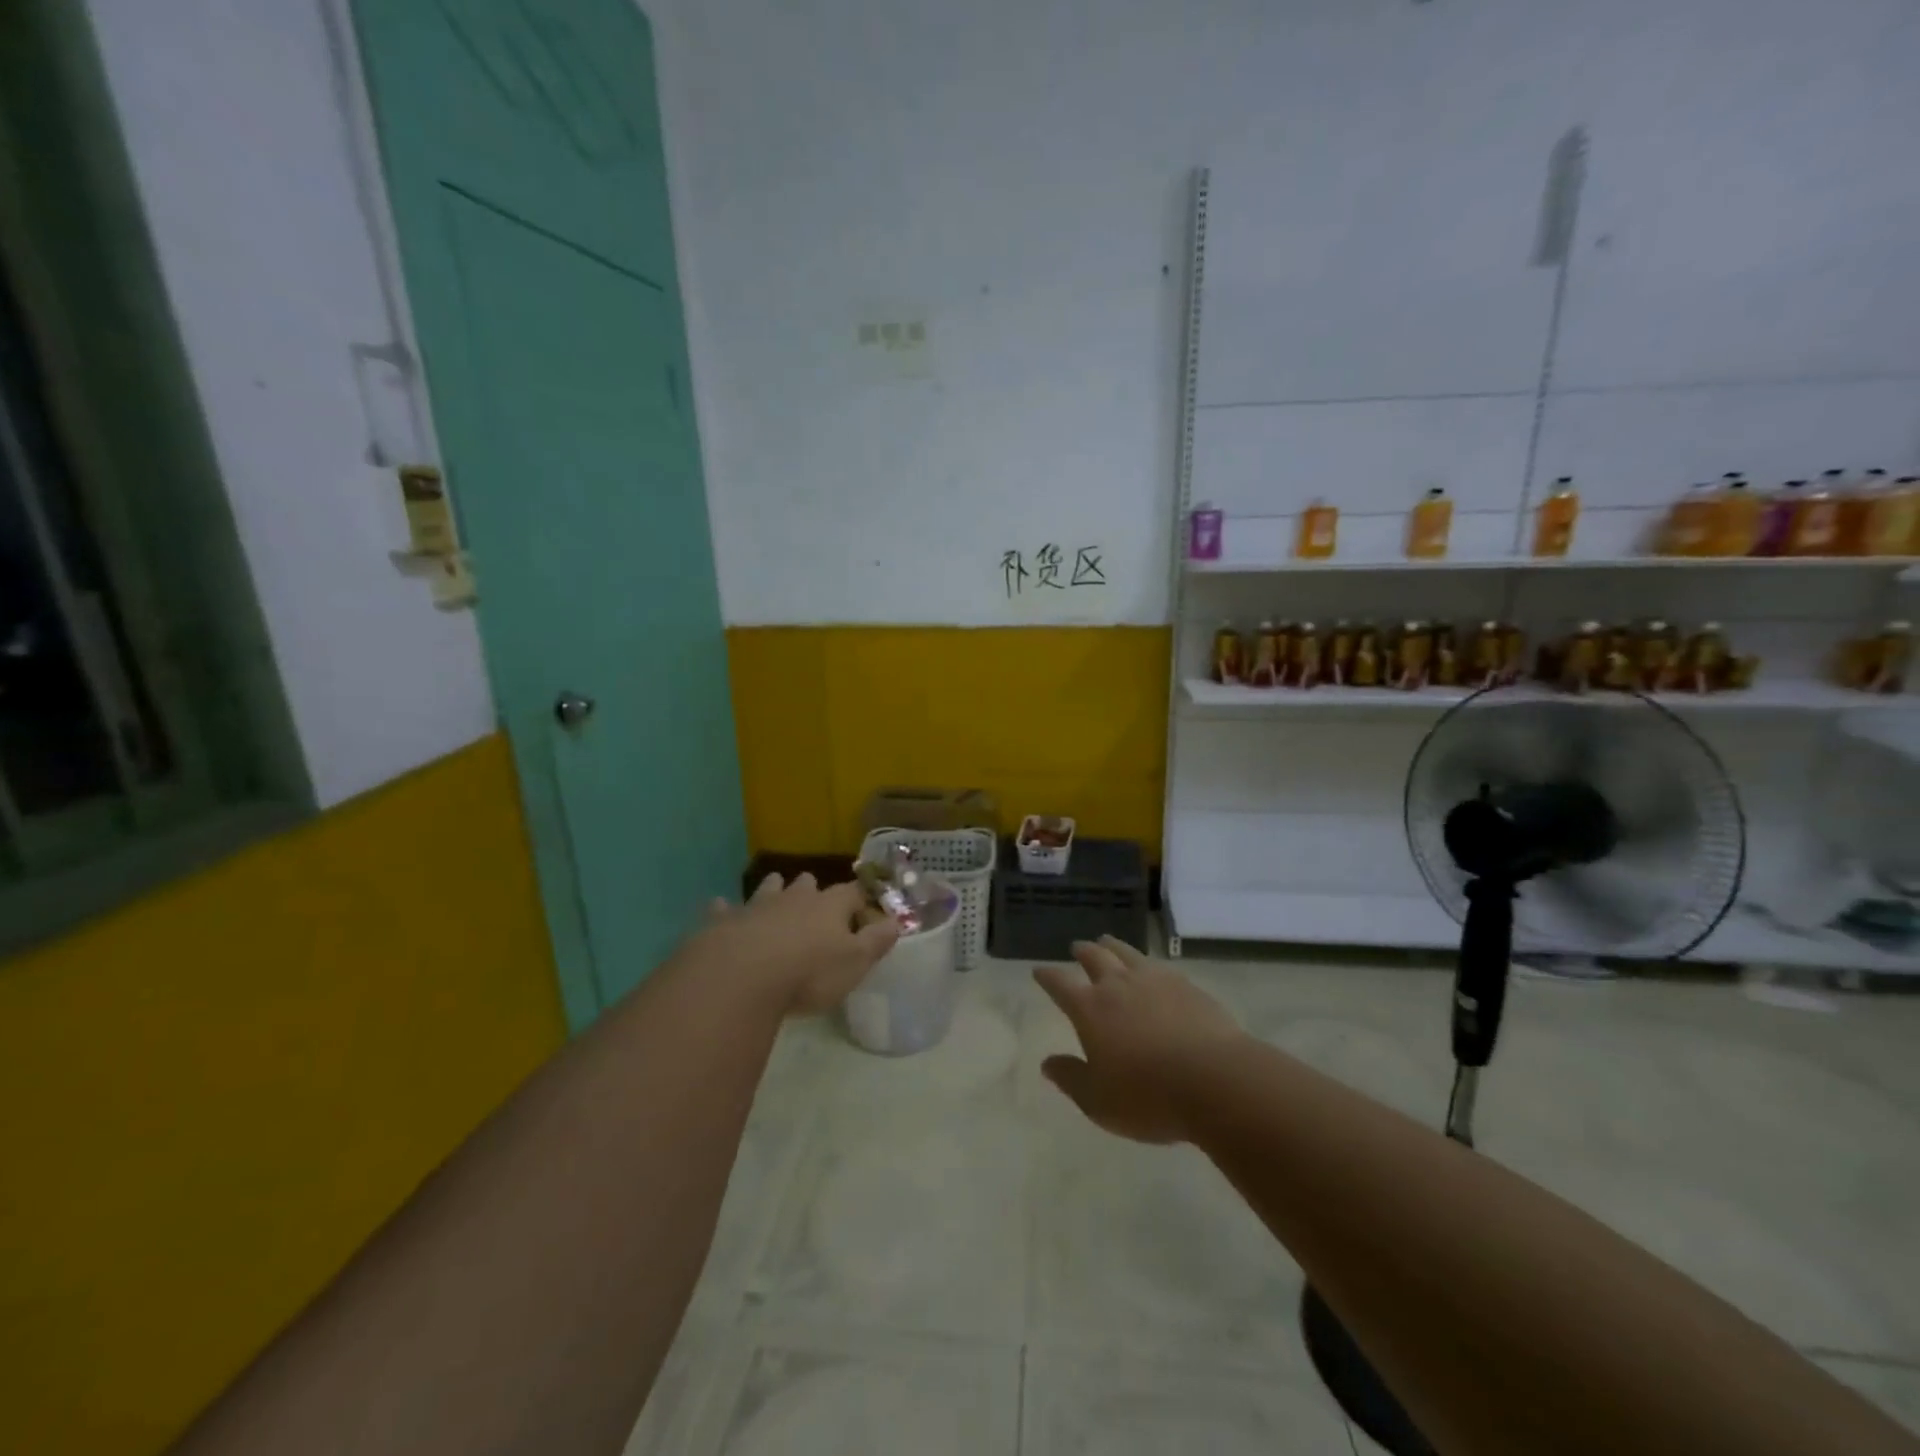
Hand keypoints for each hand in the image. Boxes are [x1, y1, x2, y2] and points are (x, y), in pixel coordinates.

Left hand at [693, 872, 898, 1016]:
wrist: (742, 977)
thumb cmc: (808, 973)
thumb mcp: (855, 963)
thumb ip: (877, 941)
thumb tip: (897, 921)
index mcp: (830, 905)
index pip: (852, 893)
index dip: (859, 901)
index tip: (863, 912)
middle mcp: (794, 898)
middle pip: (807, 884)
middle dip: (812, 889)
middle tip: (815, 900)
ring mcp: (757, 906)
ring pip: (768, 888)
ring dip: (773, 890)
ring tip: (776, 890)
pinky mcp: (724, 921)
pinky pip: (724, 908)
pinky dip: (725, 909)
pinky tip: (720, 908)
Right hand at [1034, 936, 1243, 1143]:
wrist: (1215, 1080)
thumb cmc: (1148, 1096)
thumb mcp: (1098, 1101)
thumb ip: (1071, 1079)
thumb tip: (1047, 1063)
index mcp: (1090, 1009)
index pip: (1060, 984)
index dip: (1047, 977)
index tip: (1039, 971)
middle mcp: (1118, 986)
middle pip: (1095, 957)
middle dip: (1082, 951)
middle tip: (1076, 947)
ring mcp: (1154, 980)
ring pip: (1127, 953)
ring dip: (1113, 946)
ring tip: (1107, 941)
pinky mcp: (1186, 985)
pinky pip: (1158, 965)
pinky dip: (1146, 962)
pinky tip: (1151, 968)